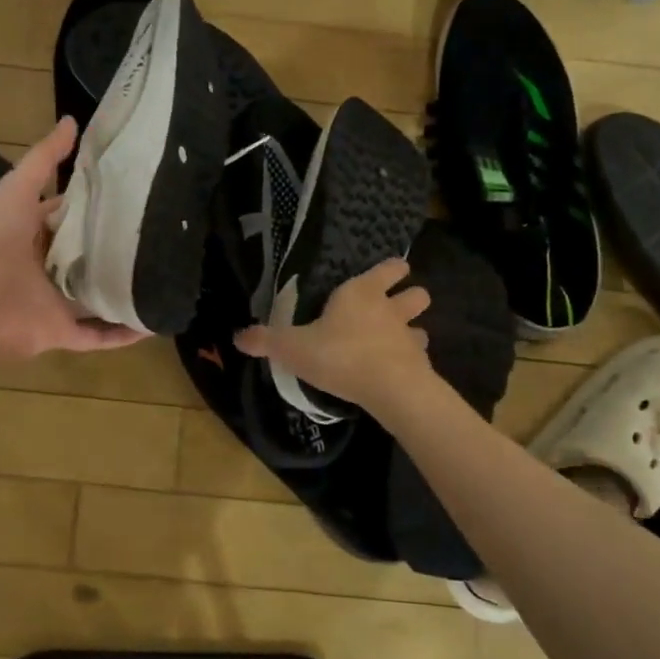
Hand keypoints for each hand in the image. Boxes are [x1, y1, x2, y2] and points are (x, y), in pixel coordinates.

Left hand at [0, 116, 145, 363]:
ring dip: (122, 291)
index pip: (67, 218)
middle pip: (84, 258)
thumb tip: (72, 121)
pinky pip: (98, 335)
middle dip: (113, 249)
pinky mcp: (62, 332)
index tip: (130, 196)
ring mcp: (54, 303)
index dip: (93, 206)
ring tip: (162, 279)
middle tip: (158, 236)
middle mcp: (45, 269)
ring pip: (95, 297)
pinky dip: (122, 333)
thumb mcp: (17, 189)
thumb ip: (43, 159)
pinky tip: (151, 323)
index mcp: (31, 235)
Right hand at [234, 258, 432, 414]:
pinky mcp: (420, 364)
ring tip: (398, 339)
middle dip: (410, 295)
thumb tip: (238, 337)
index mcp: (360, 293)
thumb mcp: (292, 348)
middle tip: (395, 305)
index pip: (387, 269)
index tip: (393, 270)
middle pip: (415, 293)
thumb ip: (267, 340)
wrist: (389, 389)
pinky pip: (419, 356)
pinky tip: (398, 369)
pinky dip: (412, 359)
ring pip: (421, 324)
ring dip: (413, 329)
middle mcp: (389, 309)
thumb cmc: (339, 355)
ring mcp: (409, 337)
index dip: (391, 269)